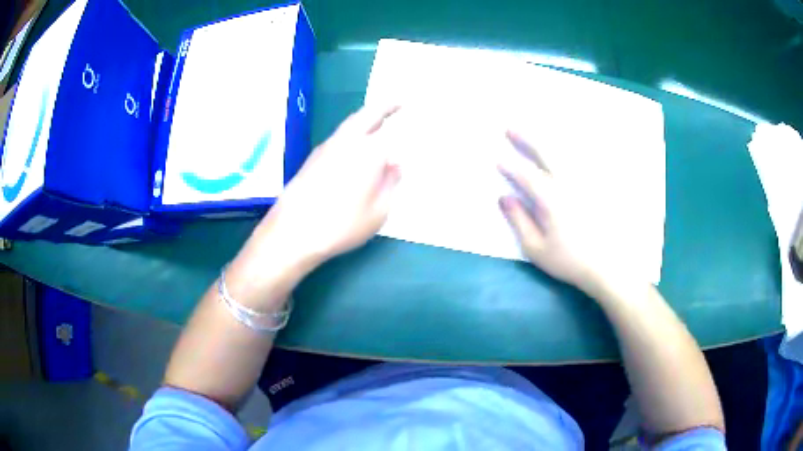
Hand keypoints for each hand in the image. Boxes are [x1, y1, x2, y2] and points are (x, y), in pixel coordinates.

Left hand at [247, 105, 401, 270]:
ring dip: (365, 120)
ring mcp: (326, 148)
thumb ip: (390, 183)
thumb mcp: (378, 212)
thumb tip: (396, 164)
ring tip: (378, 123)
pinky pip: (338, 138)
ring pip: (349, 125)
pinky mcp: (312, 159)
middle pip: (366, 115)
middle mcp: (346, 142)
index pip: (389, 128)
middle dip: (383, 107)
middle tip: (397, 103)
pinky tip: (355, 148)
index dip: (400, 119)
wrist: (293, 232)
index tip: (409, 109)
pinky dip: (352, 134)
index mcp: (368, 151)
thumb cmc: (342, 225)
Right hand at [498, 131, 612, 293]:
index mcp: (550, 199)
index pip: (525, 176)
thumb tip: (504, 198)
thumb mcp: (537, 248)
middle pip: (545, 153)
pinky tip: (569, 145)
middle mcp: (568, 183)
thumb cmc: (570, 260)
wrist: (609, 266)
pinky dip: (573, 148)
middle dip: (525, 139)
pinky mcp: (599, 186)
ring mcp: (586, 182)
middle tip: (510, 128)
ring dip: (548, 138)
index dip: (509, 167)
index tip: (498, 159)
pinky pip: (585, 159)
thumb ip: (519, 221)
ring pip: (565, 151)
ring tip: (537, 129)